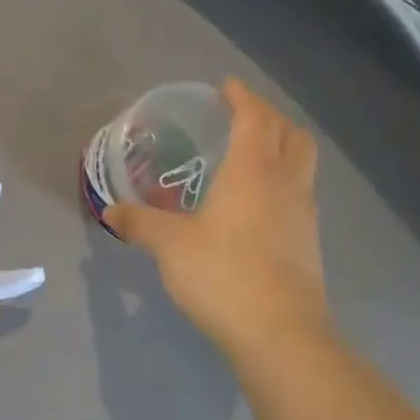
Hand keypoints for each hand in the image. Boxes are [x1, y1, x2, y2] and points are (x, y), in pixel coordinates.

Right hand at [105, 79, 332, 363]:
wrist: (279, 332)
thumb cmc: (222, 274)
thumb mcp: (169, 246)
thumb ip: (139, 224)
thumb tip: (111, 212)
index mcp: (254, 171)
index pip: (255, 117)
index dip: (242, 97)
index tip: (225, 87)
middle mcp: (286, 183)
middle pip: (291, 134)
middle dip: (269, 118)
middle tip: (241, 118)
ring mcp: (303, 214)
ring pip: (301, 164)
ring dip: (281, 149)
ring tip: (250, 158)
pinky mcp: (308, 242)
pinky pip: (298, 194)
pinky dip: (281, 183)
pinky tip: (256, 206)